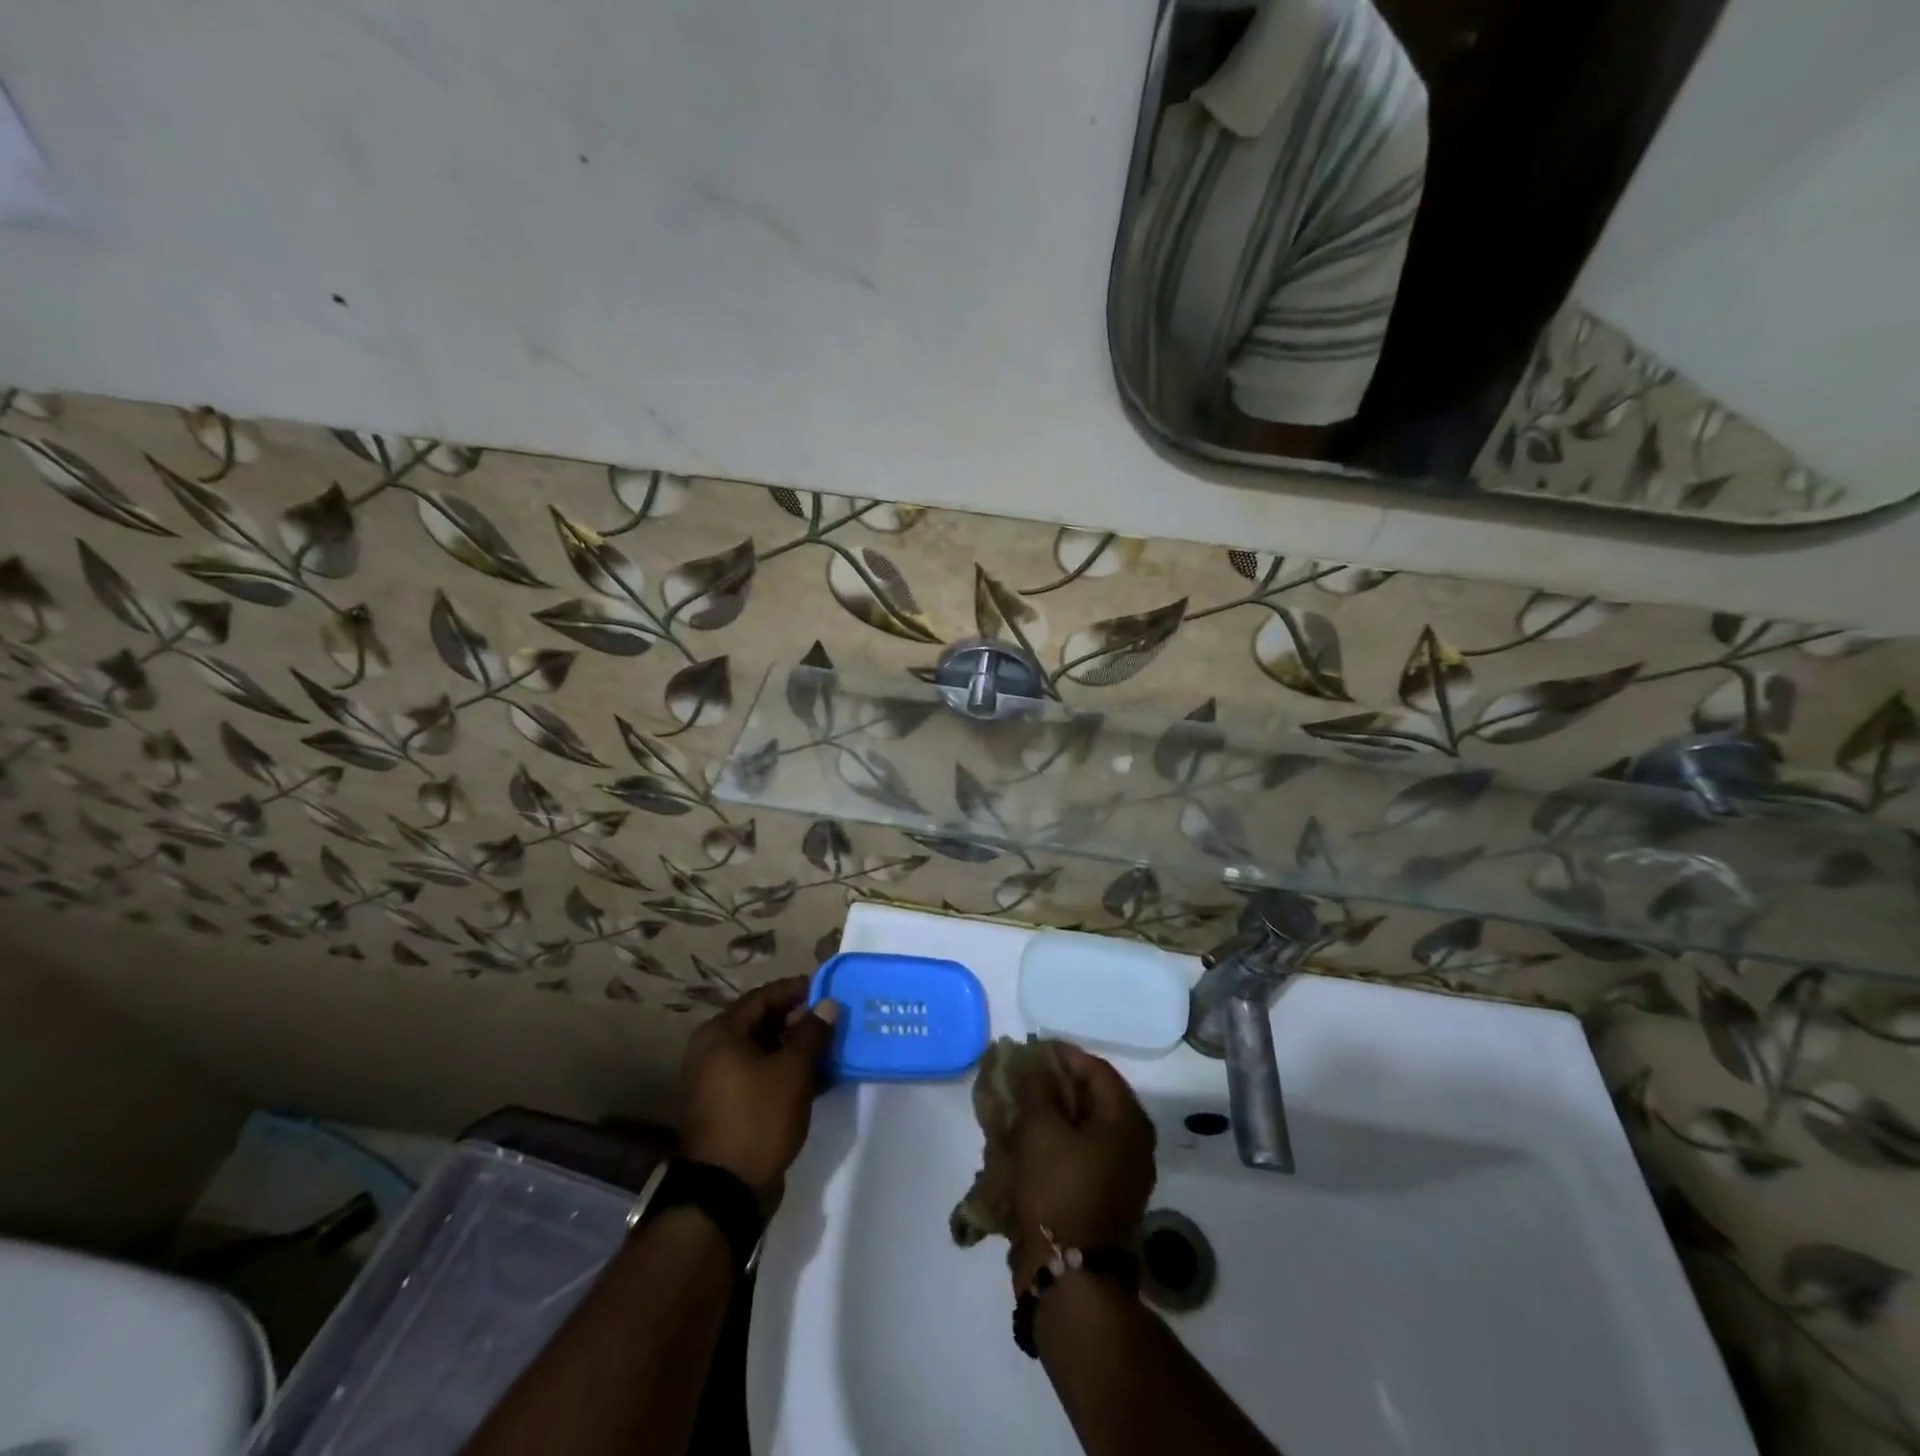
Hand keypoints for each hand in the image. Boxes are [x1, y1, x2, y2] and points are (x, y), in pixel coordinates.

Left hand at [680, 976, 839, 1207]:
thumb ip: (812, 1032)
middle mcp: (712, 1051)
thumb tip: (827, 1004)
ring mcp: (717, 1081)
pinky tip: (817, 1077)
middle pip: (761, 1023)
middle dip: (798, 1020)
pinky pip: (759, 1075)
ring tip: (830, 1047)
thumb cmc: (758, 1118)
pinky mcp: (728, 1106)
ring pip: (762, 1050)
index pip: (762, 997)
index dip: (795, 990)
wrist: (726, 1192)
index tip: (825, 988)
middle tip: (831, 1019)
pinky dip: (785, 1071)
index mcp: (720, 1034)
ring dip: (794, 1047)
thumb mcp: (792, 1070)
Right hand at [1007, 1045, 1156, 1288]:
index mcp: (1127, 1121)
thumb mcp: (1040, 1129)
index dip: (1062, 1055)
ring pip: (1087, 1128)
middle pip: (1094, 1098)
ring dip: (1055, 1114)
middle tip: (1024, 1080)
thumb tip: (1034, 1064)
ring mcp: (1123, 1175)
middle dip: (1057, 1085)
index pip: (1096, 1069)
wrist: (1070, 1278)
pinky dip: (1059, 1142)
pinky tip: (1030, 1144)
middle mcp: (1134, 1144)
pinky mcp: (1107, 1198)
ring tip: (1022, 1109)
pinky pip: (1083, 1155)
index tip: (1031, 1051)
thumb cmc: (1057, 1191)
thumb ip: (1037, 1087)